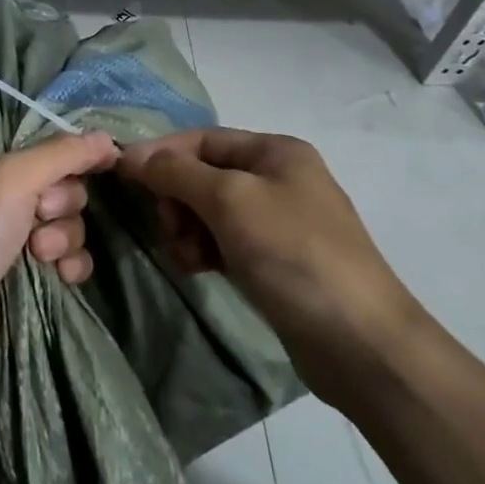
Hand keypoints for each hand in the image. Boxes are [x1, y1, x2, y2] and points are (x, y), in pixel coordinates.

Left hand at [0, 133, 117, 392]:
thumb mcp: (13, 178)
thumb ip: (63, 154)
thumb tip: (109, 139)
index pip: (43, 151)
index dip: (69, 160)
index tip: (101, 166)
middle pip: (59, 188)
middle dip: (61, 204)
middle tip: (40, 217)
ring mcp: (6, 241)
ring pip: (65, 225)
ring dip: (64, 237)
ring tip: (41, 254)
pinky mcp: (21, 280)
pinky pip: (65, 261)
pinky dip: (69, 264)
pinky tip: (62, 276)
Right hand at [119, 128, 422, 404]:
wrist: (361, 344)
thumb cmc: (293, 253)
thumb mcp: (229, 201)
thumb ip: (176, 172)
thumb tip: (130, 154)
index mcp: (275, 151)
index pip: (202, 139)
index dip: (161, 154)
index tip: (123, 176)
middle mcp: (278, 178)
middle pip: (204, 174)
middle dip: (177, 197)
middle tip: (168, 227)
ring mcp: (279, 222)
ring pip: (211, 211)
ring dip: (188, 227)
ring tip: (186, 255)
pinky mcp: (276, 261)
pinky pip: (225, 241)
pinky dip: (205, 249)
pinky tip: (198, 268)